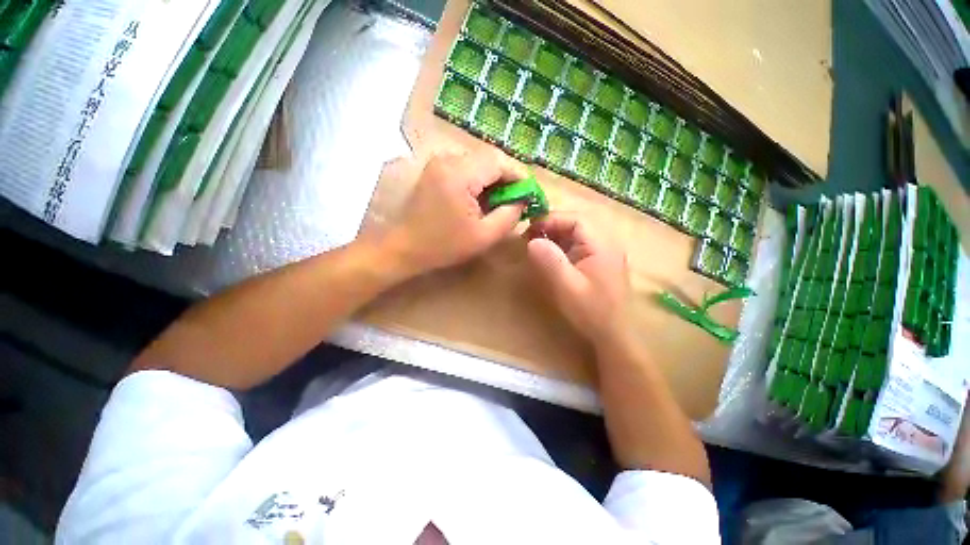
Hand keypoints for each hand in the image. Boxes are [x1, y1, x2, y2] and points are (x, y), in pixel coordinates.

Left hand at [386, 149, 525, 275]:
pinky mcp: (435, 170)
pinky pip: (466, 169)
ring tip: (500, 204)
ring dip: (494, 181)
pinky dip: (479, 182)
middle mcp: (448, 159)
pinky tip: (481, 201)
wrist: (404, 247)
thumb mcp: (484, 235)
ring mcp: (439, 162)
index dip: (520, 176)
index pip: (500, 160)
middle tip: (517, 201)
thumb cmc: (444, 245)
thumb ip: (510, 215)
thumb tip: (523, 200)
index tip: (531, 195)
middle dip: (508, 179)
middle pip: (490, 159)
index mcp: (460, 173)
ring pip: (479, 163)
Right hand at [525, 214, 630, 346]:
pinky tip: (549, 255)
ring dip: (555, 235)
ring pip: (576, 233)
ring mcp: (603, 252)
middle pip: (577, 223)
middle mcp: (606, 243)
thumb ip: (550, 261)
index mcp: (602, 245)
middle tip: (529, 236)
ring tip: (535, 244)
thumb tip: (532, 240)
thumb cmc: (591, 312)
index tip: (530, 228)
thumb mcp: (567, 287)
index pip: (576, 219)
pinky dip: (561, 246)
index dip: (551, 219)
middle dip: (551, 226)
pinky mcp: (598, 262)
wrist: (613, 335)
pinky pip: (578, 245)